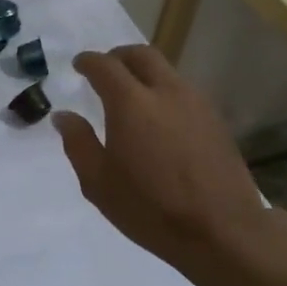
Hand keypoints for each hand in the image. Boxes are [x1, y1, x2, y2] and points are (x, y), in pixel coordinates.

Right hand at [53, 45, 273, 270]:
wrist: (222, 230)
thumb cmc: (150, 209)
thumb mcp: (99, 183)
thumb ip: (78, 143)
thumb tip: (64, 116)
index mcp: (131, 103)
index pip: (105, 66)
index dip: (88, 61)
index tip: (78, 65)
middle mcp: (166, 91)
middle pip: (141, 55)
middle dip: (119, 56)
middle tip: (105, 70)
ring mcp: (196, 103)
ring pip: (167, 71)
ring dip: (145, 73)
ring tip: (132, 96)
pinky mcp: (216, 120)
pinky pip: (184, 91)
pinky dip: (165, 92)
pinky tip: (160, 119)